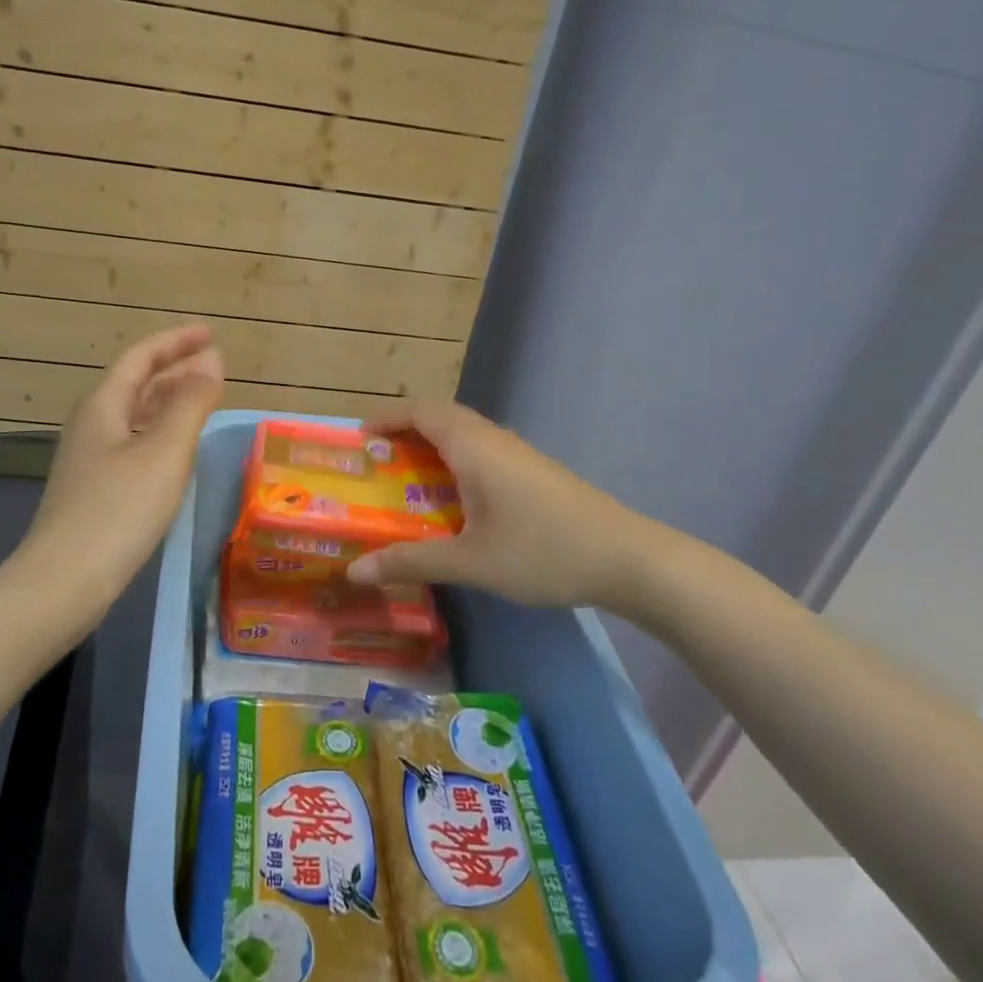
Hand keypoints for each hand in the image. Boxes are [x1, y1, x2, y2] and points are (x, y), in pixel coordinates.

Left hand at [18, 324, 224, 616]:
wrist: (62, 584)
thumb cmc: (117, 511)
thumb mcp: (163, 452)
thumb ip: (190, 403)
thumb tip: (212, 360)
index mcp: (103, 406)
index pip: (141, 357)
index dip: (176, 341)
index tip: (210, 332)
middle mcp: (93, 425)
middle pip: (136, 384)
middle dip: (175, 369)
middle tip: (215, 366)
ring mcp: (91, 460)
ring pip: (135, 416)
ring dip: (169, 402)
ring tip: (204, 400)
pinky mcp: (96, 490)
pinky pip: (135, 445)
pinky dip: (162, 434)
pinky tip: (179, 452)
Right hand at [344, 402, 694, 621]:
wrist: (628, 559)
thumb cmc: (542, 551)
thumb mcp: (470, 562)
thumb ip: (411, 561)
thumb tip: (355, 571)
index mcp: (473, 446)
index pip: (421, 410)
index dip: (387, 417)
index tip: (359, 440)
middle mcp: (494, 439)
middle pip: (441, 418)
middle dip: (405, 433)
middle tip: (377, 465)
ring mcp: (519, 454)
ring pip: (465, 435)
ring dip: (432, 449)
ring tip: (407, 483)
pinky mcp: (535, 473)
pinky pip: (483, 453)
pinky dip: (456, 464)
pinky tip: (455, 503)